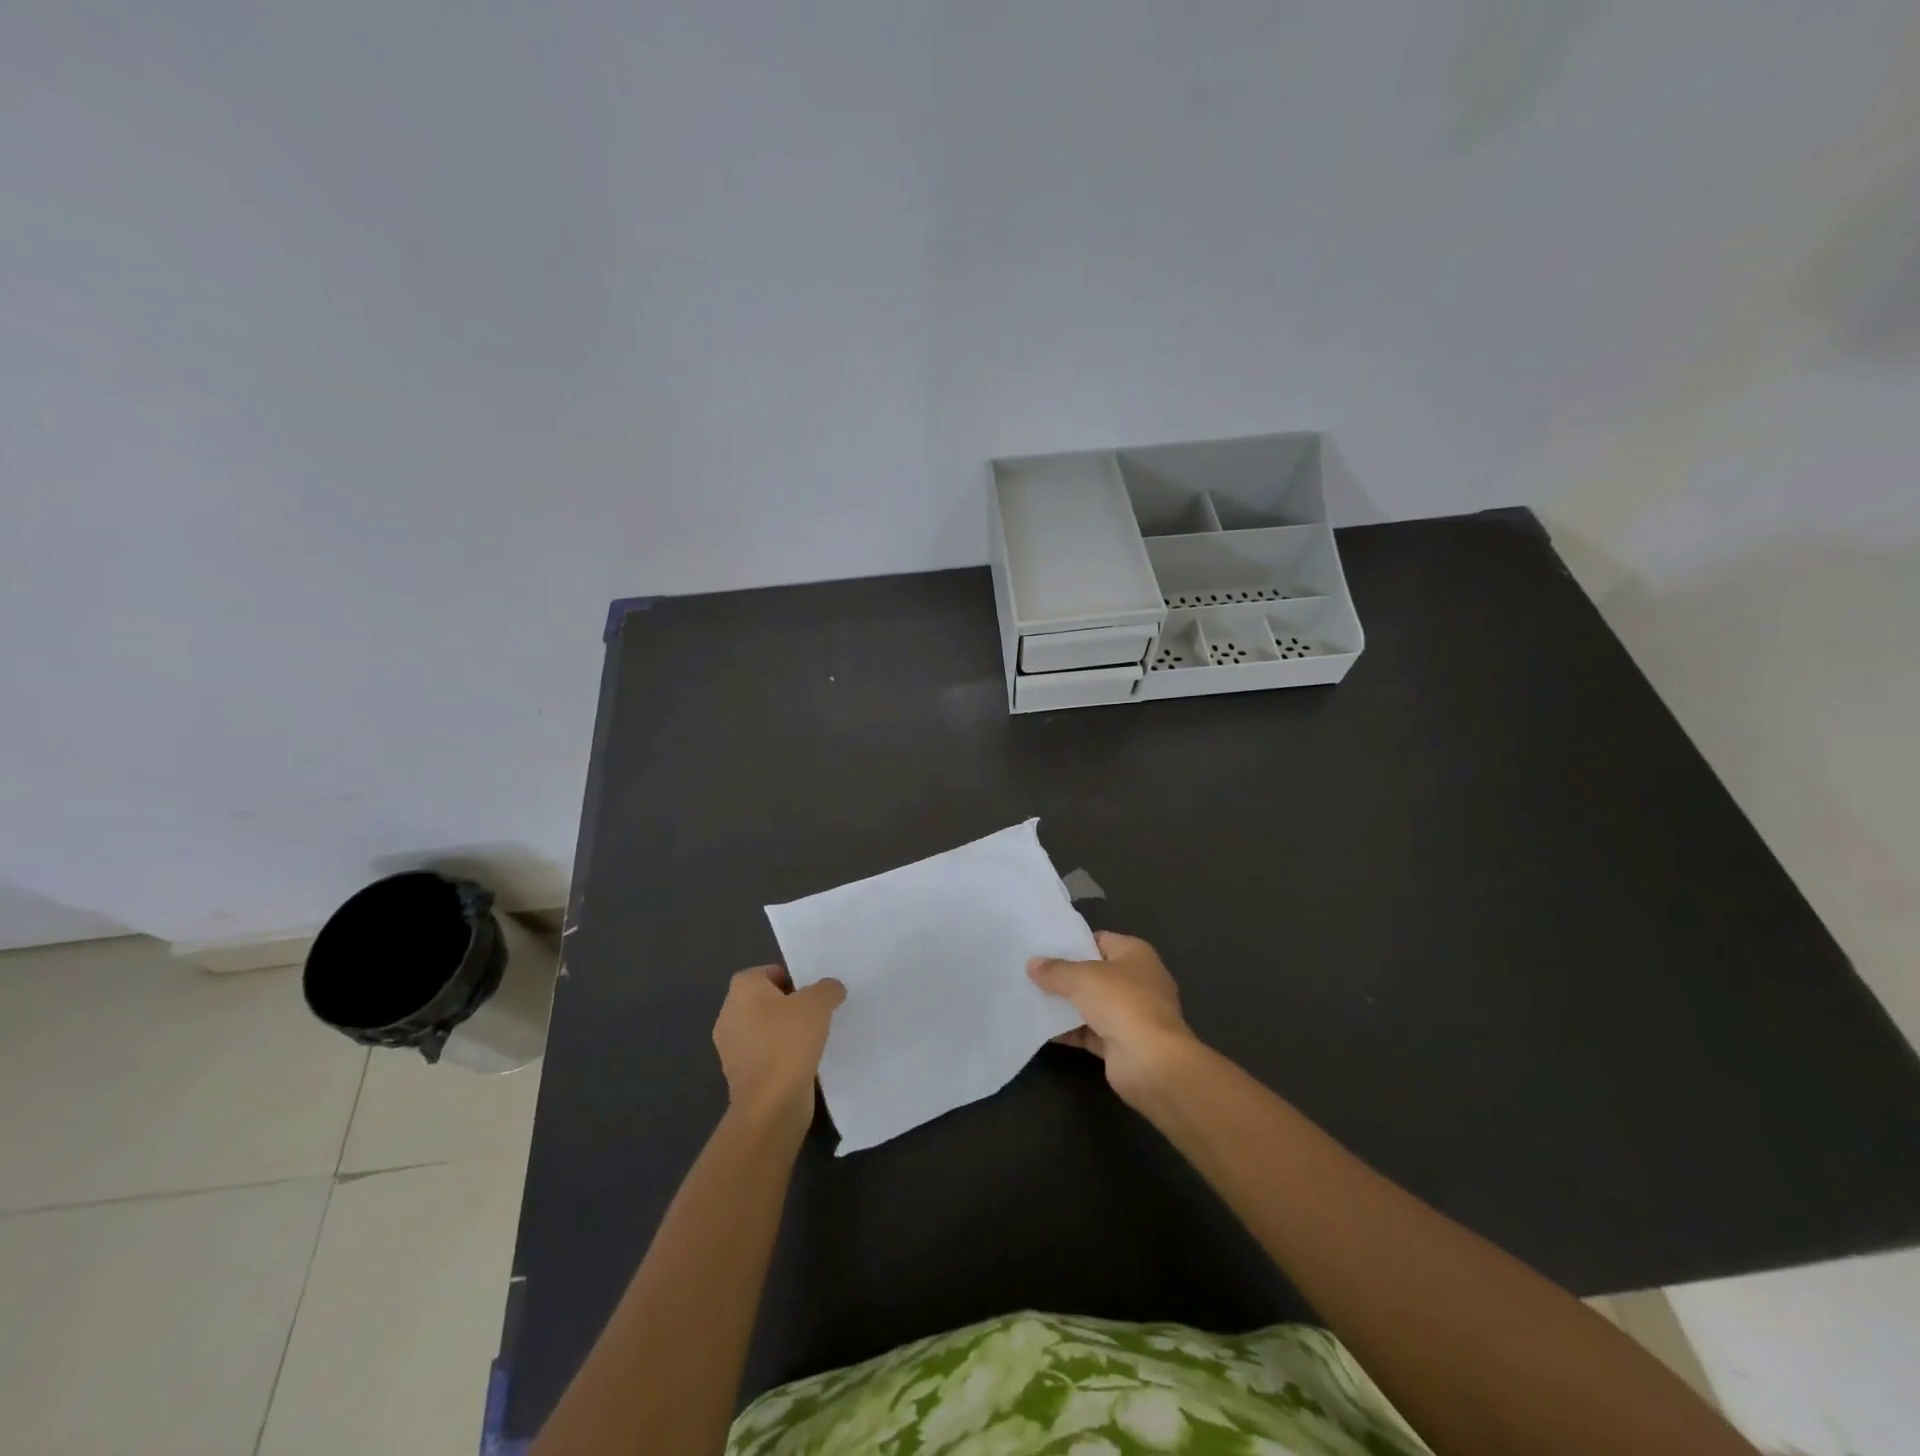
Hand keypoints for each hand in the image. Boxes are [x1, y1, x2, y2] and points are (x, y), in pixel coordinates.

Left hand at [712, 965, 844, 1134]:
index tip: (813, 994)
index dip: (793, 979)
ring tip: (814, 1038)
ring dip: (786, 1032)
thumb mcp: (818, 1003)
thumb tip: (831, 989)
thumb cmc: (789, 1041)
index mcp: (742, 989)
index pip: (769, 972)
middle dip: (790, 1006)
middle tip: (817, 1013)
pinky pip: (764, 1054)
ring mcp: (730, 1047)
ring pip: (765, 1029)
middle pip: (766, 1000)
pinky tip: (803, 1061)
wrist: (770, 1103)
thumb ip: (827, 989)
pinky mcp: (739, 1075)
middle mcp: (729, 1014)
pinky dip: (781, 1055)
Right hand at [1028, 932, 1199, 1105]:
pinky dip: (1068, 1031)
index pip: (1100, 940)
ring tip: (1029, 998)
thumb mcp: (1082, 978)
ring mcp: (1131, 1014)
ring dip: (1064, 1005)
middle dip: (1065, 975)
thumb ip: (1055, 970)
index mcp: (1135, 954)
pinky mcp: (1121, 1043)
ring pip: (1091, 1004)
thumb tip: (1032, 964)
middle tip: (1031, 973)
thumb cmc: (1122, 1003)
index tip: (1043, 947)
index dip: (1073, 943)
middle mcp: (1137, 980)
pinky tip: (1040, 1028)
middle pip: (1094, 973)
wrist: (1151, 1062)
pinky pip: (1089, 1031)